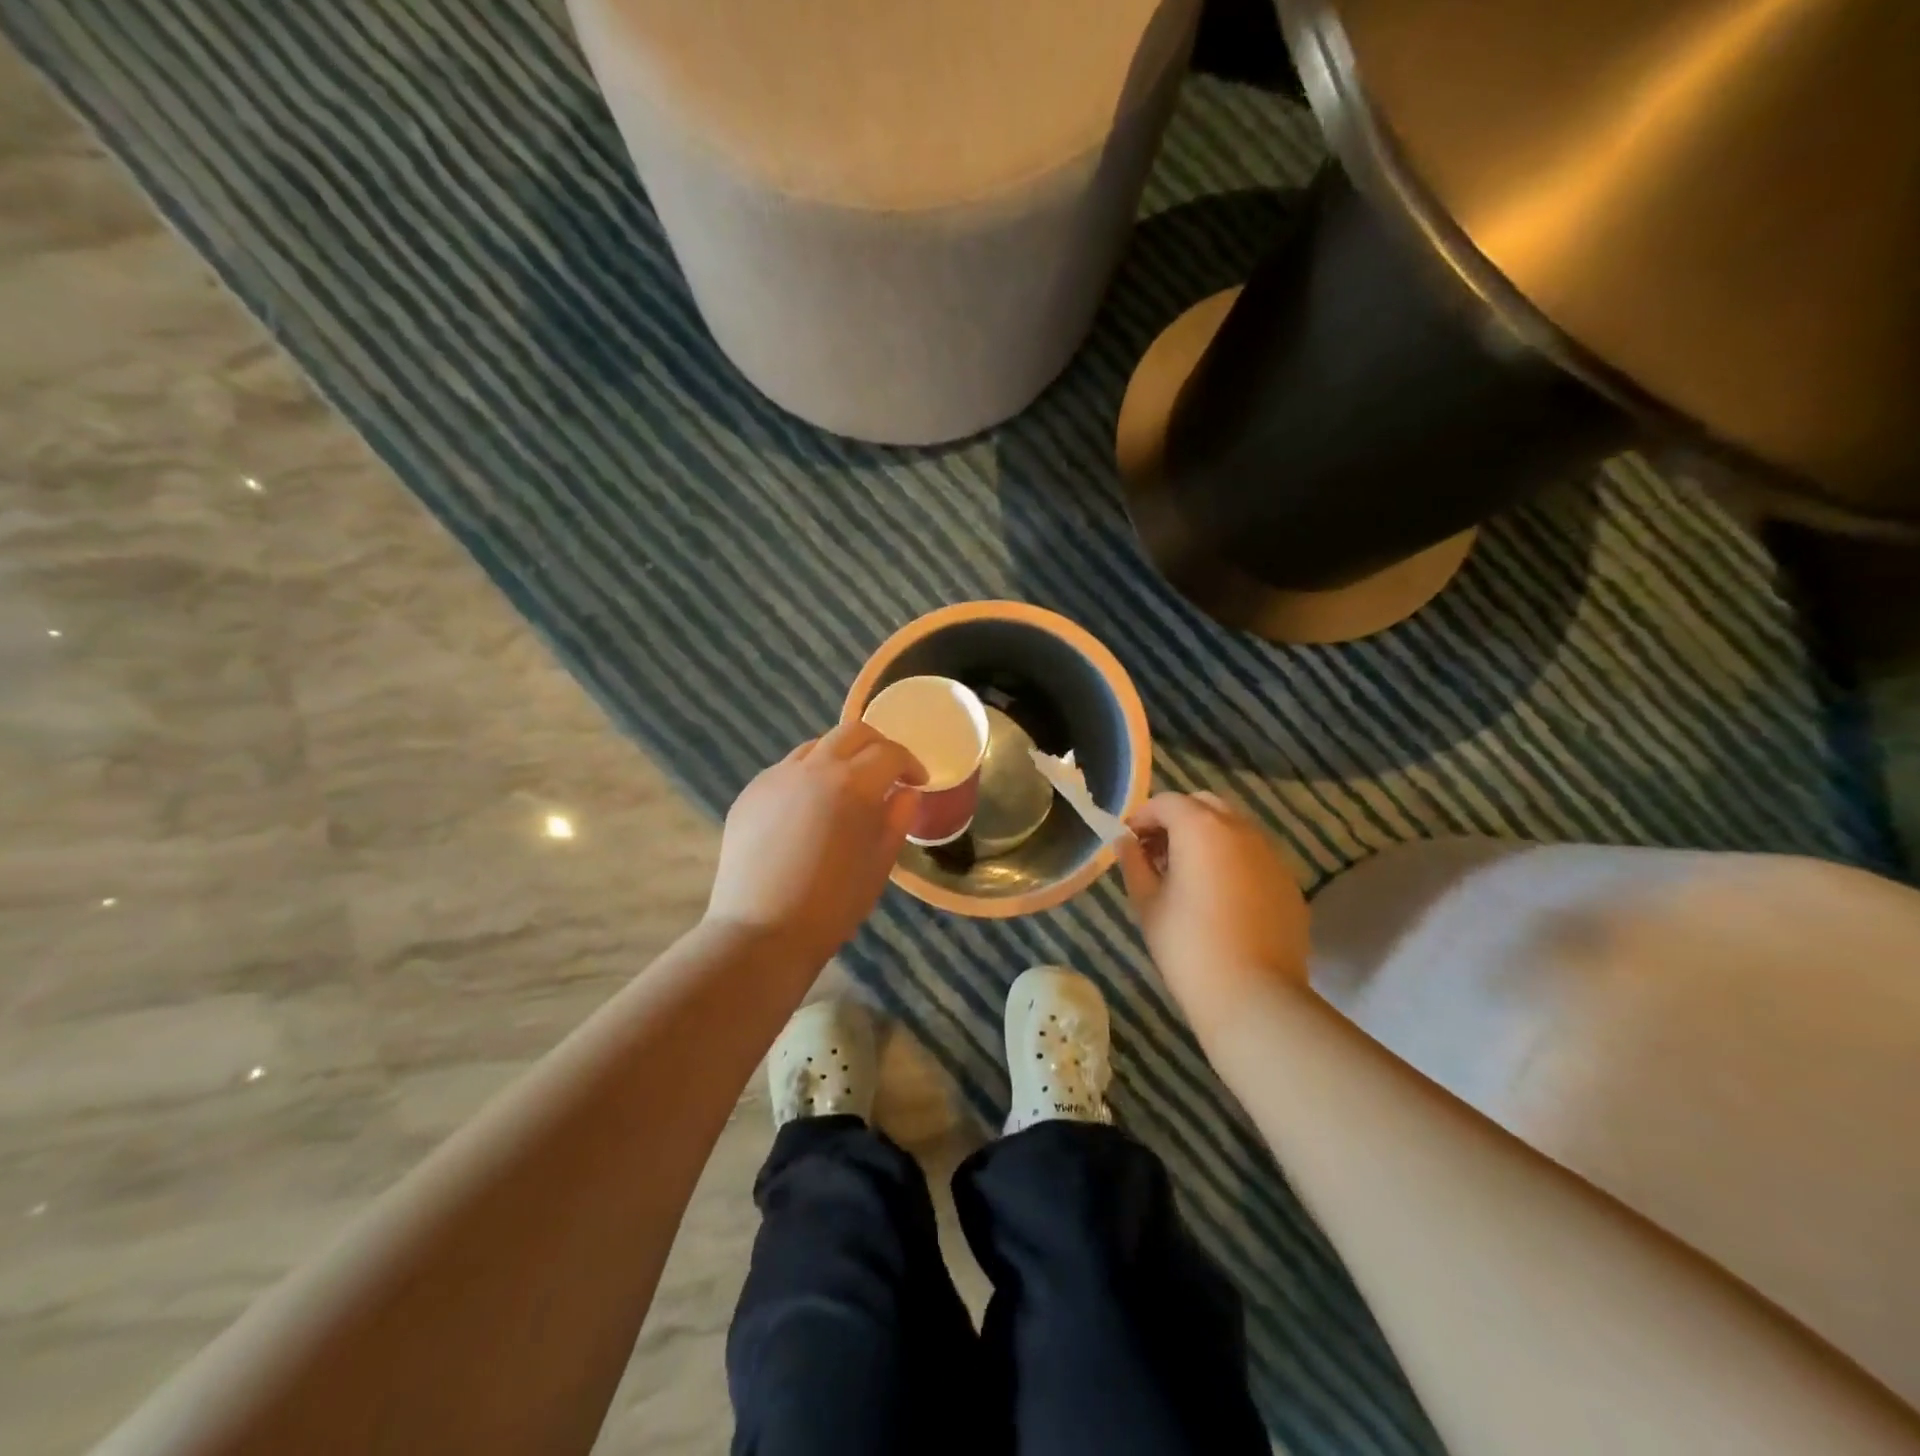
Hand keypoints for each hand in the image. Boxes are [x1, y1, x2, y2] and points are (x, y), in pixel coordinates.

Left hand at [706, 723, 925, 965]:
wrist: (762, 932)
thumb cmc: (834, 904)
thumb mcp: (880, 863)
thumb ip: (897, 818)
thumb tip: (905, 792)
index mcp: (852, 784)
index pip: (890, 753)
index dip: (910, 763)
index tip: (917, 781)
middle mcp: (812, 768)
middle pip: (852, 732)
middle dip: (877, 746)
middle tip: (888, 772)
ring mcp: (776, 778)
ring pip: (815, 747)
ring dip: (840, 757)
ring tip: (847, 788)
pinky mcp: (750, 793)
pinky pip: (786, 770)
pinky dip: (808, 776)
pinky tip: (809, 810)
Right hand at [1117, 792, 1310, 1031]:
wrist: (1254, 996)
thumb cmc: (1188, 946)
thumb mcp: (1147, 903)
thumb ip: (1134, 864)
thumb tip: (1126, 843)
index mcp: (1202, 828)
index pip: (1167, 802)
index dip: (1142, 817)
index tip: (1129, 843)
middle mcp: (1241, 830)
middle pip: (1204, 805)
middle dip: (1177, 819)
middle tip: (1157, 853)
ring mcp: (1272, 855)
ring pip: (1234, 828)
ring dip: (1207, 838)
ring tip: (1187, 875)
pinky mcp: (1289, 883)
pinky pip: (1254, 857)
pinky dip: (1232, 861)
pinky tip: (1220, 898)